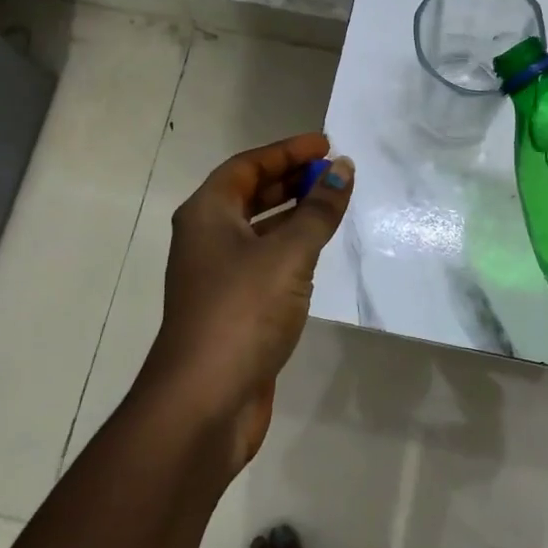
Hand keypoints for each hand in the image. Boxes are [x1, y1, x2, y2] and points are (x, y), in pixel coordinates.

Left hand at [145, 132, 353, 468]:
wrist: (204, 402)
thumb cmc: (243, 311)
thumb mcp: (289, 253)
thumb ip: (319, 210)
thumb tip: (343, 169)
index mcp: (207, 214)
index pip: (248, 165)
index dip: (287, 151)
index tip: (326, 145)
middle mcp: (207, 238)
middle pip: (250, 193)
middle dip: (292, 179)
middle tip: (334, 172)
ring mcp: (218, 275)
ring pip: (259, 229)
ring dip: (294, 213)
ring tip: (334, 204)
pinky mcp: (233, 307)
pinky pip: (265, 261)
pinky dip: (291, 248)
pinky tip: (319, 252)